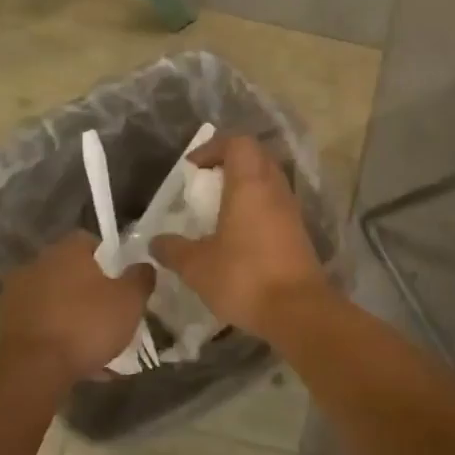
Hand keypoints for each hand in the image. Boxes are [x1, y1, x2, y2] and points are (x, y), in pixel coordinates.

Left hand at [0, 232, 154, 389]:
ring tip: (92, 341)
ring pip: (54, 298)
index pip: (89, 240)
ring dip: (70, 312)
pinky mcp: (5, 325)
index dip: (108, 257)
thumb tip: (143, 265)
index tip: (120, 279)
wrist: (32, 371)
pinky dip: (54, 334)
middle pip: (69, 269)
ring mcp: (16, 294)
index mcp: (66, 250)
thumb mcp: (130, 301)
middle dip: (88, 287)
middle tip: (109, 310)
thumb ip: (140, 278)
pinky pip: (40, 323)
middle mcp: (37, 264)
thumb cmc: (86, 325)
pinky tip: (72, 358)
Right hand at [150, 135, 331, 335]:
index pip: (238, 143)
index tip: (192, 169)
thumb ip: (173, 250)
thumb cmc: (244, 277)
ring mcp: (290, 210)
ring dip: (244, 187)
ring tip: (218, 211)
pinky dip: (256, 208)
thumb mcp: (197, 266)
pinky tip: (238, 236)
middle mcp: (274, 188)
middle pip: (255, 157)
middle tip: (205, 185)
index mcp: (250, 184)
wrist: (298, 310)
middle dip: (228, 163)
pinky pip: (275, 205)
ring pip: (268, 181)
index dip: (213, 147)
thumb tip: (155, 243)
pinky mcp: (298, 232)